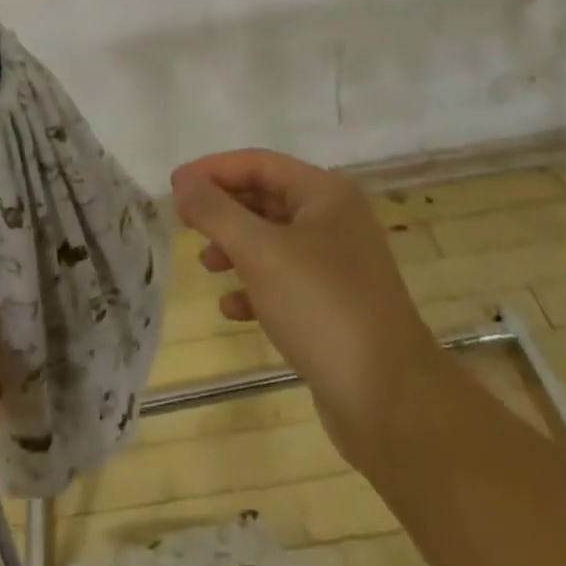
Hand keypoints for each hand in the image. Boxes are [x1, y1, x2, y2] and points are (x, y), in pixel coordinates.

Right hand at [171, 149, 441, 476]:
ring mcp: (338, 264)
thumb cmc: (322, 308)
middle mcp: (334, 219)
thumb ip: (216, 211)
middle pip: (266, 198)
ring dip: (237, 247)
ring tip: (206, 264)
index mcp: (324, 192)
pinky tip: (232, 308)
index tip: (174, 186)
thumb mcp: (260, 252)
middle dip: (224, 209)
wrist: (391, 402)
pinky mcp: (336, 306)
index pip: (258, 163)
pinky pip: (286, 281)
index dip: (213, 170)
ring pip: (274, 241)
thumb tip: (182, 181)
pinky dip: (256, 287)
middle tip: (183, 222)